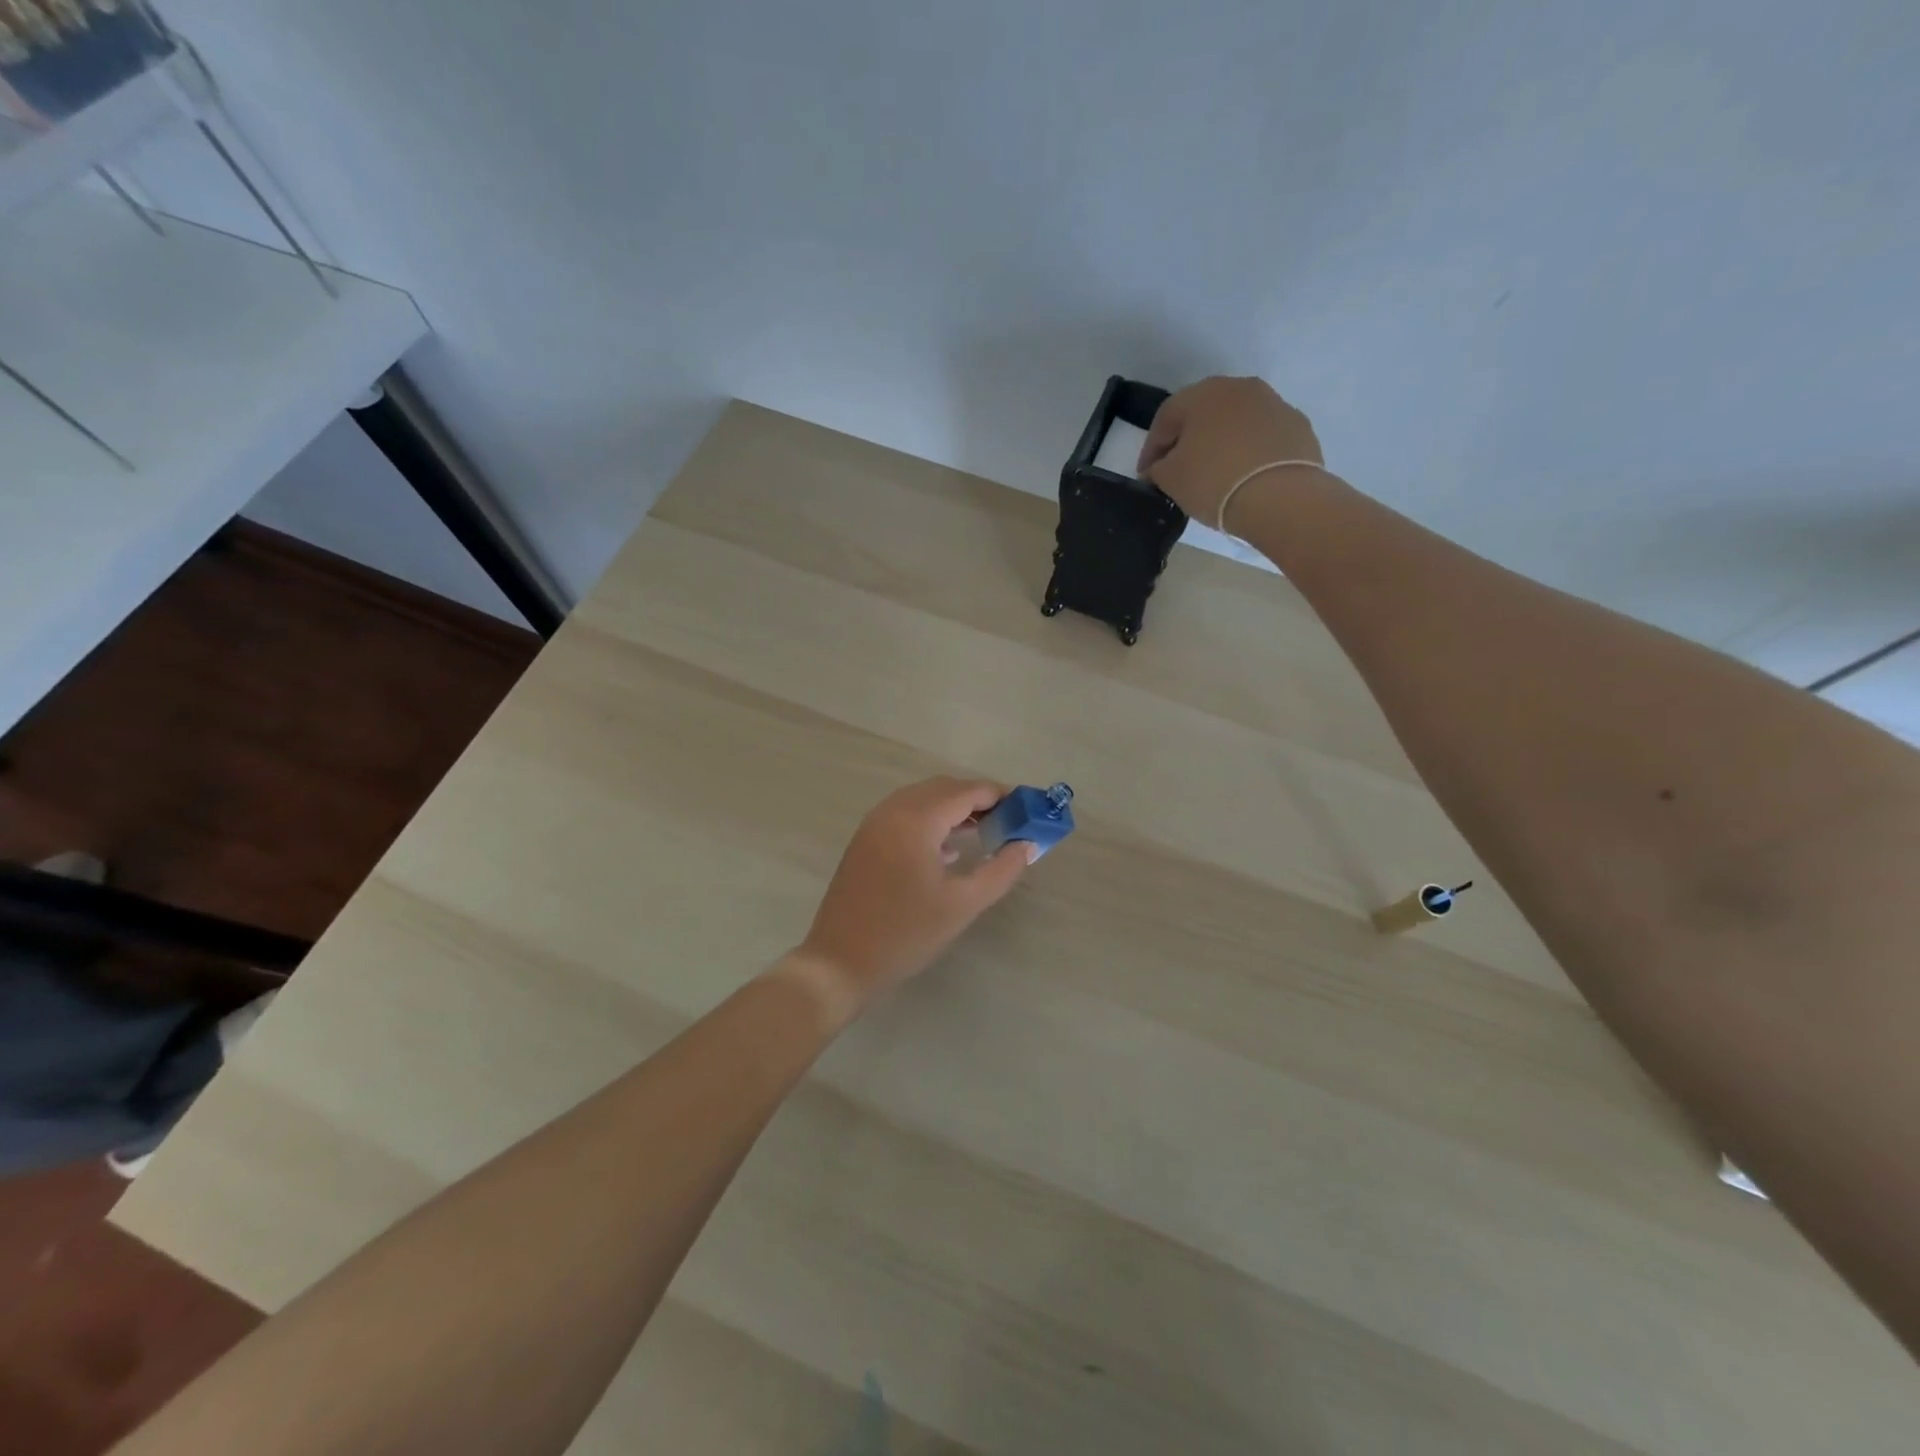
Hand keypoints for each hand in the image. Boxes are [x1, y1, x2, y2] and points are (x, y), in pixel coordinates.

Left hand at [794, 777, 1035, 1009]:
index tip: (1026, 807)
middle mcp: (892, 811)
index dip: (998, 795)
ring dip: (954, 808)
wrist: (839, 962)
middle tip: (1009, 821)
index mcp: (916, 820)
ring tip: (985, 831)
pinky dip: (931, 819)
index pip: (965, 792)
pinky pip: (905, 814)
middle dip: (978, 799)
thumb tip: (1027, 845)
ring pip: (922, 799)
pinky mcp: (865, 840)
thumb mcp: (962, 905)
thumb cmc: (905, 934)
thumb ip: (1001, 870)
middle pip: (943, 789)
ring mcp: (874, 824)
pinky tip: (950, 848)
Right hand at [1138, 376, 1325, 529]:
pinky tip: (1244, 477)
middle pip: (1204, 413)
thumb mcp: (1170, 479)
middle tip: (1178, 469)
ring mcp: (1274, 404)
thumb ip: (1158, 468)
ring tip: (1215, 474)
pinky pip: (1262, 437)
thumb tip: (1160, 467)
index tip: (1146, 475)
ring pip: (1236, 422)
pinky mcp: (1298, 426)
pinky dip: (1249, 452)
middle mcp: (1240, 388)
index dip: (1151, 448)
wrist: (1281, 497)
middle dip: (1188, 439)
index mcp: (1203, 394)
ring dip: (1221, 443)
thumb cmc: (1214, 481)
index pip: (1166, 417)